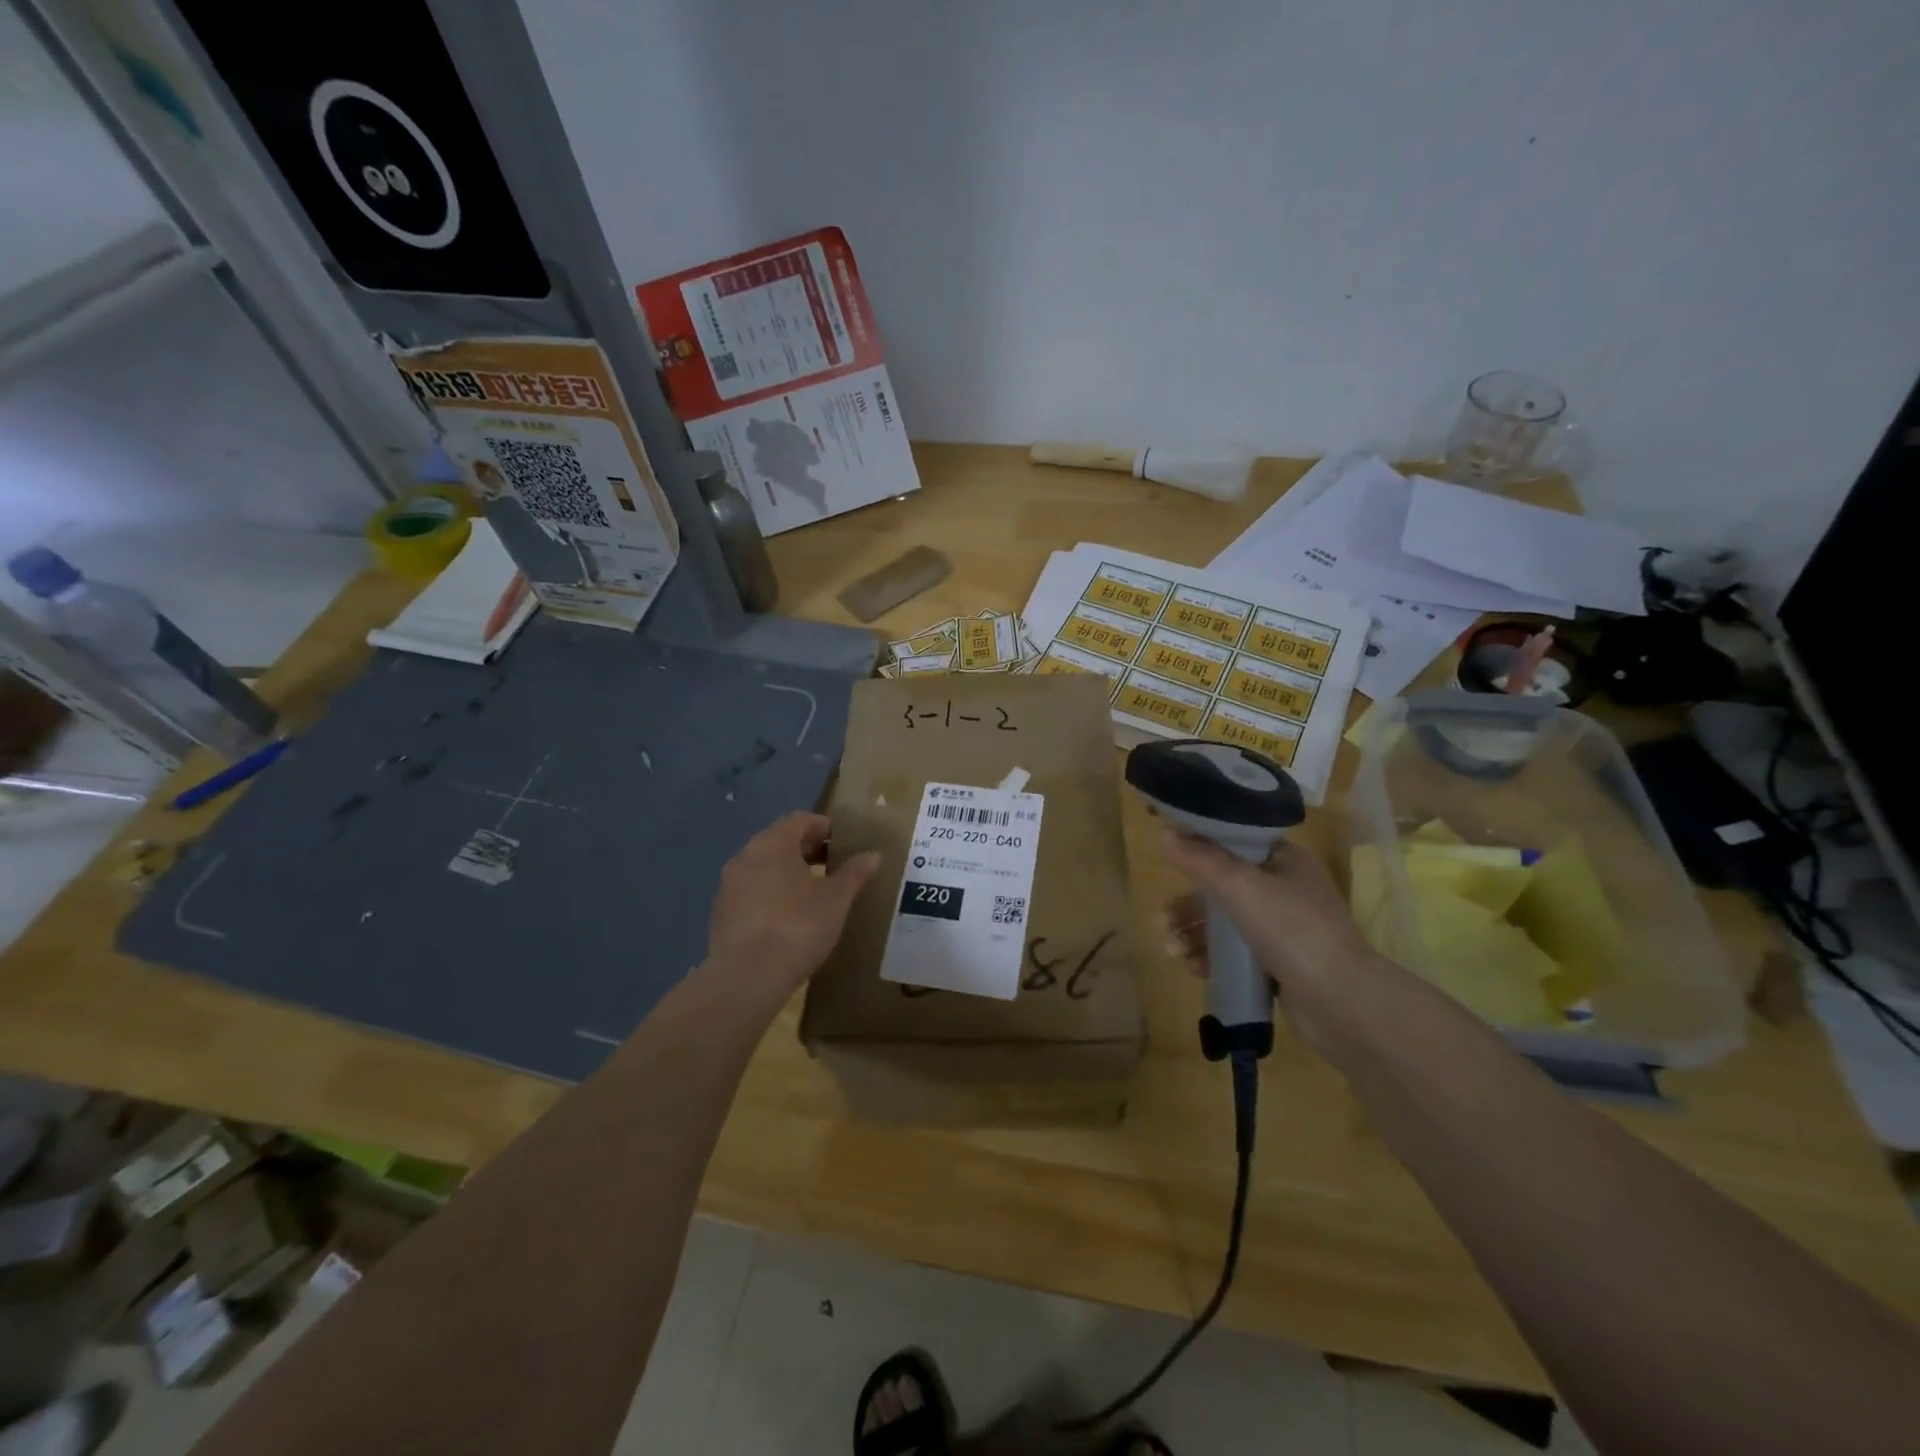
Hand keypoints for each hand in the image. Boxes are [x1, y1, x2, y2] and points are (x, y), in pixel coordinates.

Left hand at [705, 811, 880, 998]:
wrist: (747, 977)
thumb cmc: (798, 926)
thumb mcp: (836, 899)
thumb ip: (855, 873)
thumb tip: (874, 855)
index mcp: (773, 843)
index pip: (800, 820)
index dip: (825, 827)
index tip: (845, 843)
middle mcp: (745, 856)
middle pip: (780, 841)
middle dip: (808, 850)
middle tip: (834, 866)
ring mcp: (728, 886)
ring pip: (764, 868)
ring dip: (788, 873)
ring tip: (814, 894)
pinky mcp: (721, 914)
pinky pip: (752, 893)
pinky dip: (772, 895)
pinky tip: (789, 918)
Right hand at [1160, 831, 1388, 1046]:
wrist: (1344, 1005)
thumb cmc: (1292, 931)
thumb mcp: (1240, 887)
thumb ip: (1200, 860)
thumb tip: (1162, 831)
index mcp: (1284, 861)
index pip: (1235, 842)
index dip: (1199, 848)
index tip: (1167, 858)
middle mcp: (1285, 890)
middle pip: (1223, 887)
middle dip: (1188, 905)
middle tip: (1160, 921)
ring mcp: (1284, 930)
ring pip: (1226, 923)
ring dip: (1193, 934)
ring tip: (1171, 951)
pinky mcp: (1280, 965)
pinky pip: (1236, 954)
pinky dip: (1212, 958)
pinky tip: (1194, 969)